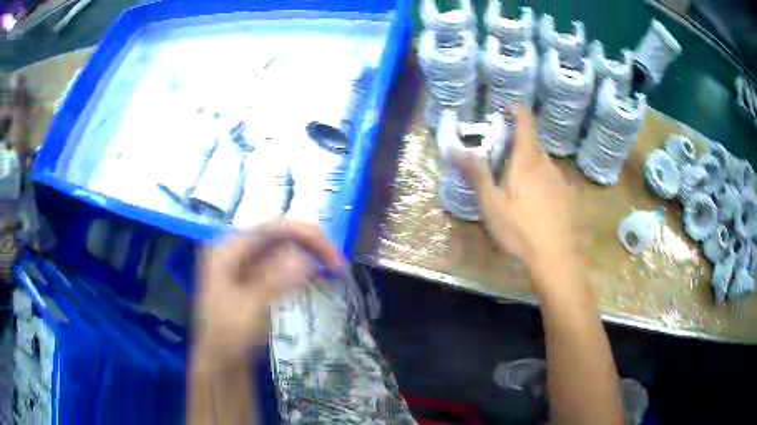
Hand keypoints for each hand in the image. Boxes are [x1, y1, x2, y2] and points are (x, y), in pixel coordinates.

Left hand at [194, 220, 342, 368]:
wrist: (221, 359)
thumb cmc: (230, 336)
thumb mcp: (251, 310)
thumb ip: (275, 282)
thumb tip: (305, 259)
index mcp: (228, 250)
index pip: (270, 228)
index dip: (304, 234)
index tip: (332, 253)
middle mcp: (236, 249)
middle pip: (277, 233)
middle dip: (309, 243)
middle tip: (337, 262)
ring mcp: (244, 262)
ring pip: (282, 246)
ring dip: (308, 252)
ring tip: (333, 267)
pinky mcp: (253, 275)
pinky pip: (280, 261)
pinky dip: (300, 264)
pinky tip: (316, 274)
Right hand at [452, 105, 577, 284]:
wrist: (556, 259)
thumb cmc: (520, 230)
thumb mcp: (491, 204)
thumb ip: (476, 173)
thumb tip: (456, 148)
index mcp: (527, 160)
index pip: (525, 122)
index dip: (516, 109)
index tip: (505, 107)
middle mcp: (547, 164)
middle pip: (532, 144)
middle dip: (516, 144)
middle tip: (500, 158)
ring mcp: (561, 181)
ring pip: (542, 163)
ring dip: (529, 165)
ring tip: (516, 186)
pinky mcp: (569, 197)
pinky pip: (552, 180)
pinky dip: (541, 182)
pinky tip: (536, 204)